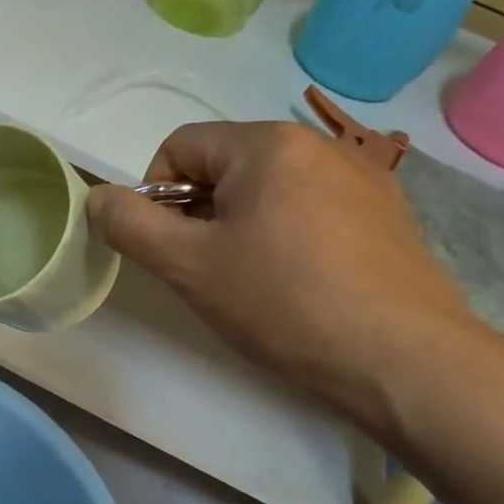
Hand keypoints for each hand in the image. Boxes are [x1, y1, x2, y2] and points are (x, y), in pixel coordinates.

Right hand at [86, 122, 484, 423]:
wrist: (405, 360)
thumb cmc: (283, 302)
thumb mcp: (186, 265)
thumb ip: (129, 224)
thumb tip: (98, 198)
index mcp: (267, 144)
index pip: (179, 146)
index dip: (155, 195)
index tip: (170, 249)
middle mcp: (318, 145)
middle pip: (224, 166)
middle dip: (199, 214)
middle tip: (207, 271)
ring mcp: (362, 178)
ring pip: (267, 190)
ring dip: (240, 227)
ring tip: (254, 283)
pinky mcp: (387, 215)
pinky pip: (310, 210)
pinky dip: (285, 237)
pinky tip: (300, 285)